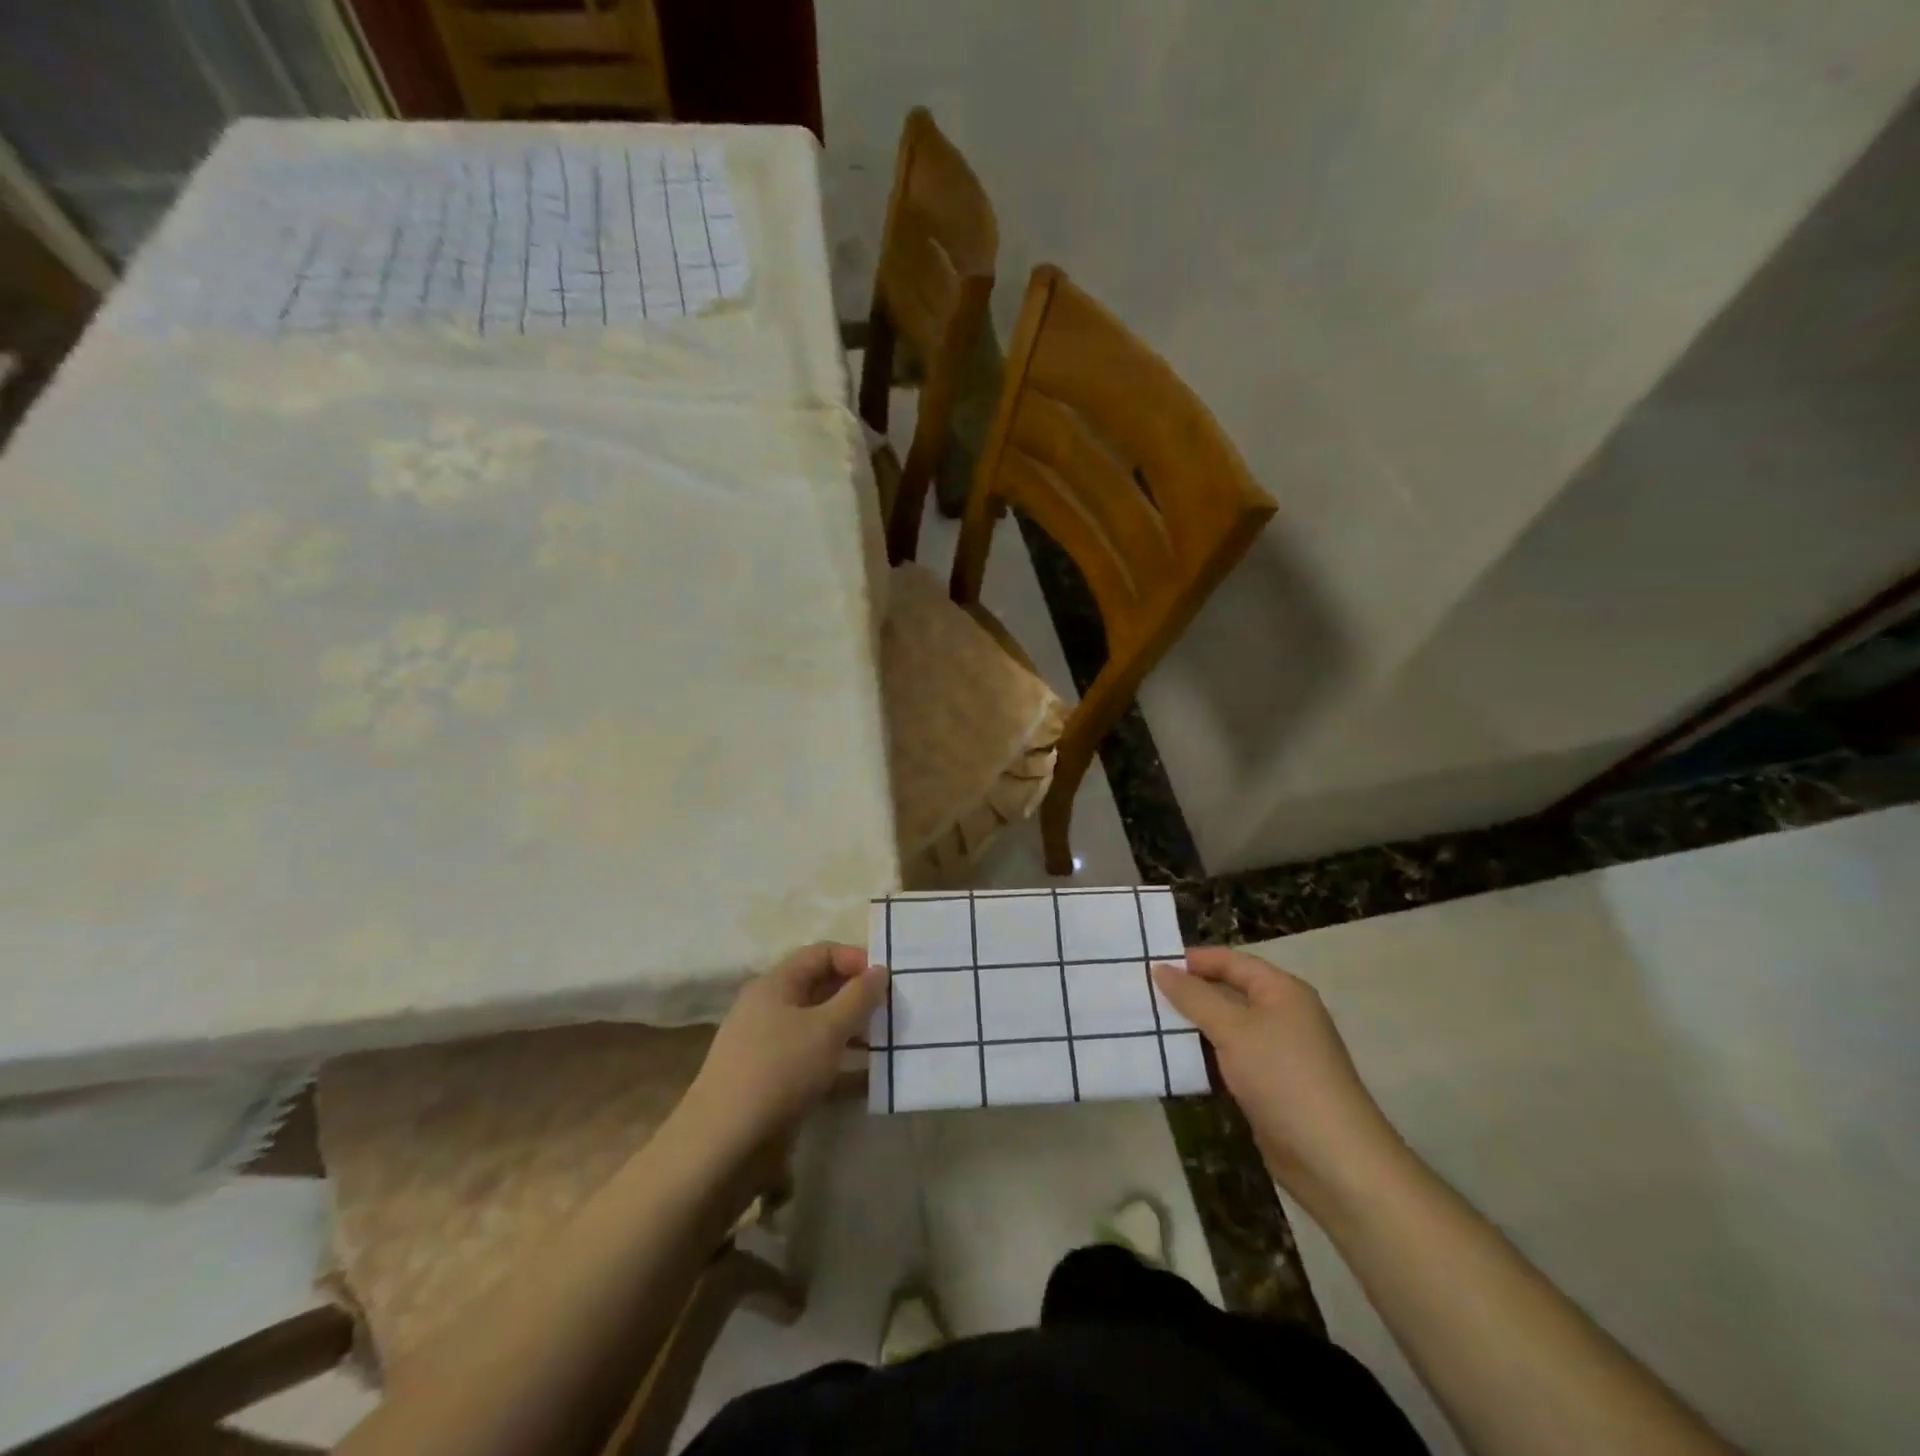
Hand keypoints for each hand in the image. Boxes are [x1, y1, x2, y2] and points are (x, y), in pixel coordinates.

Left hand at [686, 943, 886, 1147]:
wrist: (722, 1146)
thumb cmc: (778, 1071)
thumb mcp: (827, 1029)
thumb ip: (858, 996)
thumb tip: (880, 969)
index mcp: (776, 984)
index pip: (821, 953)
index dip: (855, 960)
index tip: (887, 981)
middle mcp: (769, 1008)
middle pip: (820, 988)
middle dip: (857, 997)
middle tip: (893, 1013)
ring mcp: (768, 1047)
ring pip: (818, 1026)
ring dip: (852, 1031)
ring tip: (886, 1044)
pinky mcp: (772, 1082)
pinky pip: (813, 1060)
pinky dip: (840, 1064)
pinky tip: (868, 1080)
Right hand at [1152, 948, 1404, 1213]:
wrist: (1333, 1159)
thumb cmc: (1283, 1077)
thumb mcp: (1233, 1030)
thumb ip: (1194, 997)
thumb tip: (1161, 969)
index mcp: (1282, 991)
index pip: (1232, 961)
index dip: (1194, 960)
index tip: (1153, 966)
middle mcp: (1283, 1015)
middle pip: (1229, 992)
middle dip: (1190, 993)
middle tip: (1145, 995)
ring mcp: (1279, 1052)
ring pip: (1227, 1027)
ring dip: (1194, 1027)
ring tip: (1151, 1024)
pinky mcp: (1271, 1085)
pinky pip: (1231, 1058)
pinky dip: (1206, 1056)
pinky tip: (1177, 1061)